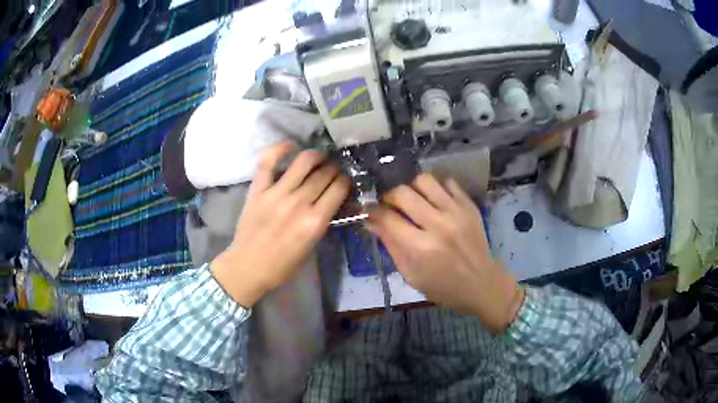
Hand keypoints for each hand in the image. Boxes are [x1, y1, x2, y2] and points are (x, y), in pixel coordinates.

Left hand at [212, 143, 350, 306]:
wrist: (248, 266)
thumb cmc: (282, 264)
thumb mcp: (311, 245)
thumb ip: (321, 220)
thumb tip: (331, 197)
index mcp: (314, 222)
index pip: (338, 189)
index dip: (345, 180)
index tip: (345, 178)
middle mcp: (298, 203)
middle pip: (324, 174)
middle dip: (333, 168)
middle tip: (333, 167)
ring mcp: (276, 194)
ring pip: (302, 162)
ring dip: (315, 155)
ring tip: (318, 156)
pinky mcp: (258, 190)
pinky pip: (267, 162)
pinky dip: (279, 149)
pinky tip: (290, 146)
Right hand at [368, 174, 523, 333]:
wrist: (482, 284)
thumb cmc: (443, 287)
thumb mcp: (411, 275)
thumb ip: (391, 246)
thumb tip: (371, 222)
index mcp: (421, 248)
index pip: (388, 218)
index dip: (373, 211)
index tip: (368, 210)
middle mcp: (439, 225)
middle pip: (403, 192)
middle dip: (389, 195)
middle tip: (390, 204)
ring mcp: (457, 212)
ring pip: (425, 180)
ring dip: (412, 187)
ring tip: (412, 198)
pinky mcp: (470, 206)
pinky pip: (448, 183)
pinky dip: (436, 188)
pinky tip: (434, 200)